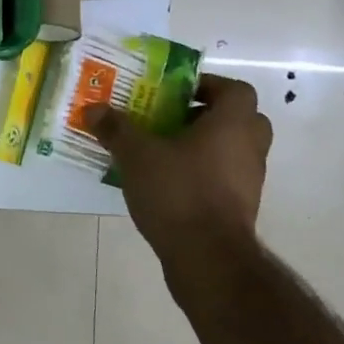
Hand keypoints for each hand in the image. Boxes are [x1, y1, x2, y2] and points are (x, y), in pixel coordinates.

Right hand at [87, 73, 272, 260]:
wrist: (207, 258)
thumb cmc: (178, 192)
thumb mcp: (137, 155)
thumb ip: (116, 129)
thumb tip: (93, 109)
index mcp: (233, 124)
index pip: (235, 90)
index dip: (208, 86)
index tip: (177, 93)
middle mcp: (250, 147)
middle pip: (240, 119)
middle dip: (208, 116)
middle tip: (173, 120)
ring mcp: (250, 180)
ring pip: (233, 150)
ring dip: (206, 146)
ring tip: (165, 152)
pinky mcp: (242, 208)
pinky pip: (226, 178)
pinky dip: (205, 174)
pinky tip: (171, 183)